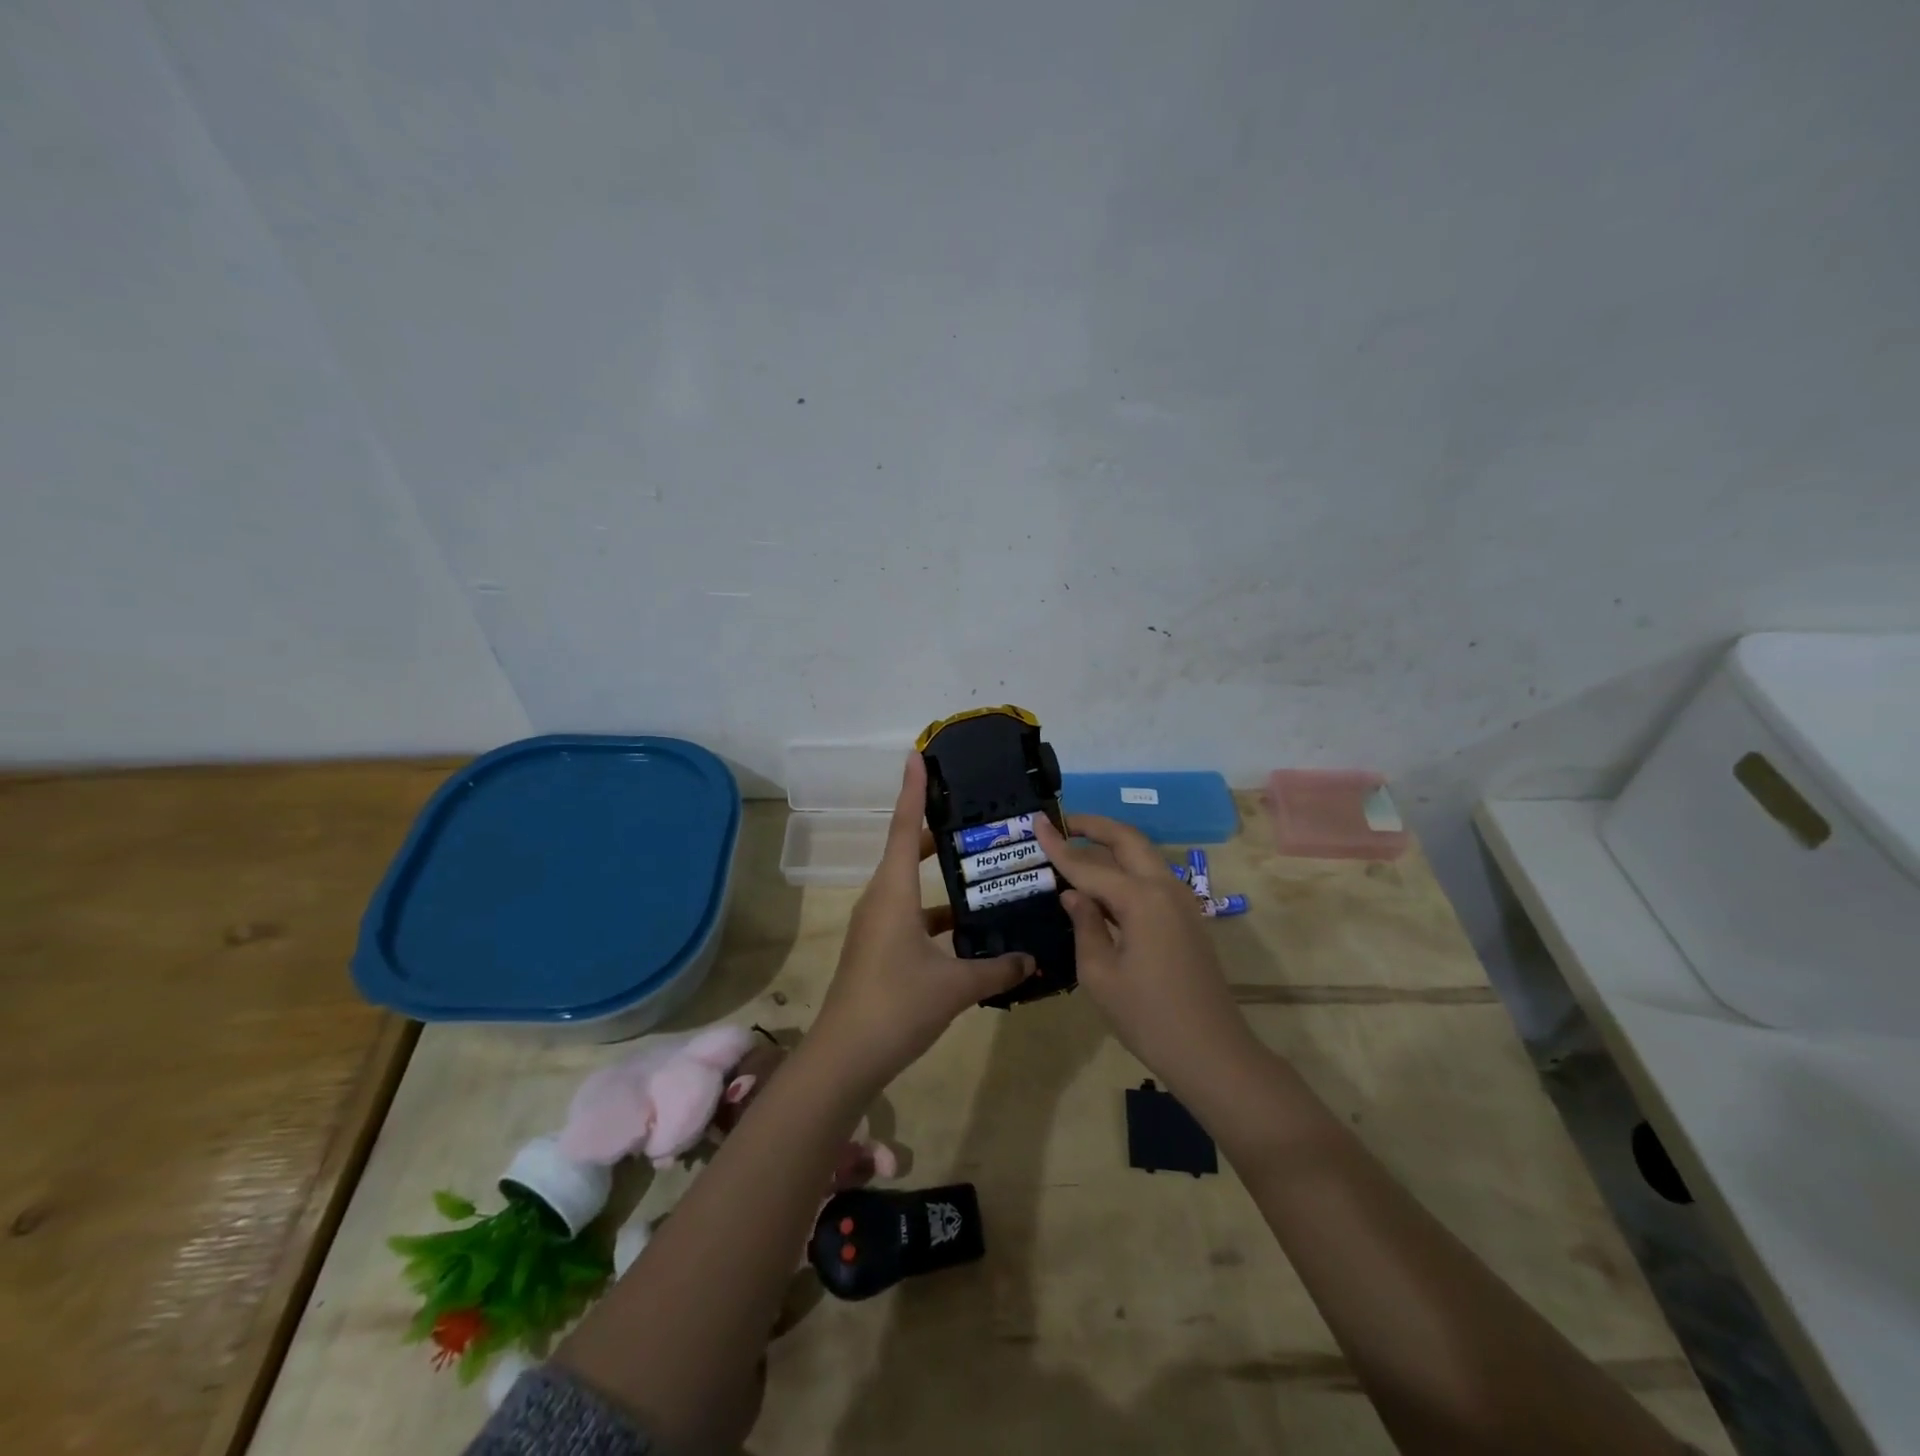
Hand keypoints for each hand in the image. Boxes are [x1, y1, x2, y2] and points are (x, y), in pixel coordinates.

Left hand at [809, 754, 1034, 1089]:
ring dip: (940, 878)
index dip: (913, 790)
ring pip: (911, 886)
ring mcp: (877, 926)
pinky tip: (970, 931)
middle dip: (934, 830)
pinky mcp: (879, 950)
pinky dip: (938, 915)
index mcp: (893, 892)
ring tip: (982, 870)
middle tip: (971, 815)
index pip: (902, 827)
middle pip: (905, 851)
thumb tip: (1032, 959)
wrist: (845, 1058)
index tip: (918, 756)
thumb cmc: (896, 1006)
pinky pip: (912, 916)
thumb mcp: (954, 985)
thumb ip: (997, 969)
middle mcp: (882, 900)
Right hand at [1034, 814, 1260, 1095]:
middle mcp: (1164, 888)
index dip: (1058, 845)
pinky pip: (1151, 877)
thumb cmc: (1147, 1017)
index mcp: (1140, 899)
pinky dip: (1126, 867)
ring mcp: (1181, 902)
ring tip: (1078, 846)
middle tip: (1062, 822)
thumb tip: (1074, 894)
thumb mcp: (1099, 974)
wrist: (1211, 1052)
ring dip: (1111, 844)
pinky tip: (1104, 884)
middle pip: (1127, 840)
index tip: (1036, 820)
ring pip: (1143, 855)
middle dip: (1094, 826)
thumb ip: (1084, 925)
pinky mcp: (1187, 918)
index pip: (1088, 864)